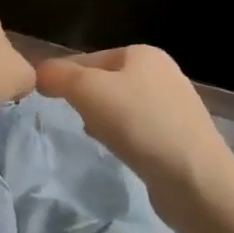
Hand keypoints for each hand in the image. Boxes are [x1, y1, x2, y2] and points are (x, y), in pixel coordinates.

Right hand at [37, 45, 230, 188]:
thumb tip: (40, 74)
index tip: (47, 98)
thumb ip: (59, 76)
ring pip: (122, 107)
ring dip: (104, 120)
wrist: (194, 178)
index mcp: (143, 54)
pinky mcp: (181, 138)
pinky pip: (140, 130)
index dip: (64, 76)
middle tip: (74, 118)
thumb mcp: (87, 90)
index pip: (89, 59)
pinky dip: (124, 138)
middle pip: (106, 82)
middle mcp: (164, 73)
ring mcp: (176, 106)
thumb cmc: (138, 123)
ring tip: (95, 137)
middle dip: (86, 100)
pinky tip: (119, 152)